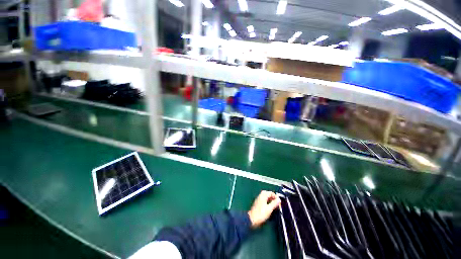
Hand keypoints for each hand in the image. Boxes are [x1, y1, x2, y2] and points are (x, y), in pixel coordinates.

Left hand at [247, 191, 280, 228]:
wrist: (252, 219)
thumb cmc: (261, 213)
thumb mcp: (269, 208)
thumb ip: (274, 203)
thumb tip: (279, 199)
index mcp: (263, 195)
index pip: (270, 192)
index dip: (275, 196)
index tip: (279, 202)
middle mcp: (260, 196)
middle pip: (268, 194)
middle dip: (273, 198)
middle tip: (277, 203)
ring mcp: (259, 200)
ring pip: (266, 198)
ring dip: (271, 200)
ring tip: (275, 205)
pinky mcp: (258, 204)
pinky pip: (264, 201)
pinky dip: (268, 202)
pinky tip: (270, 207)